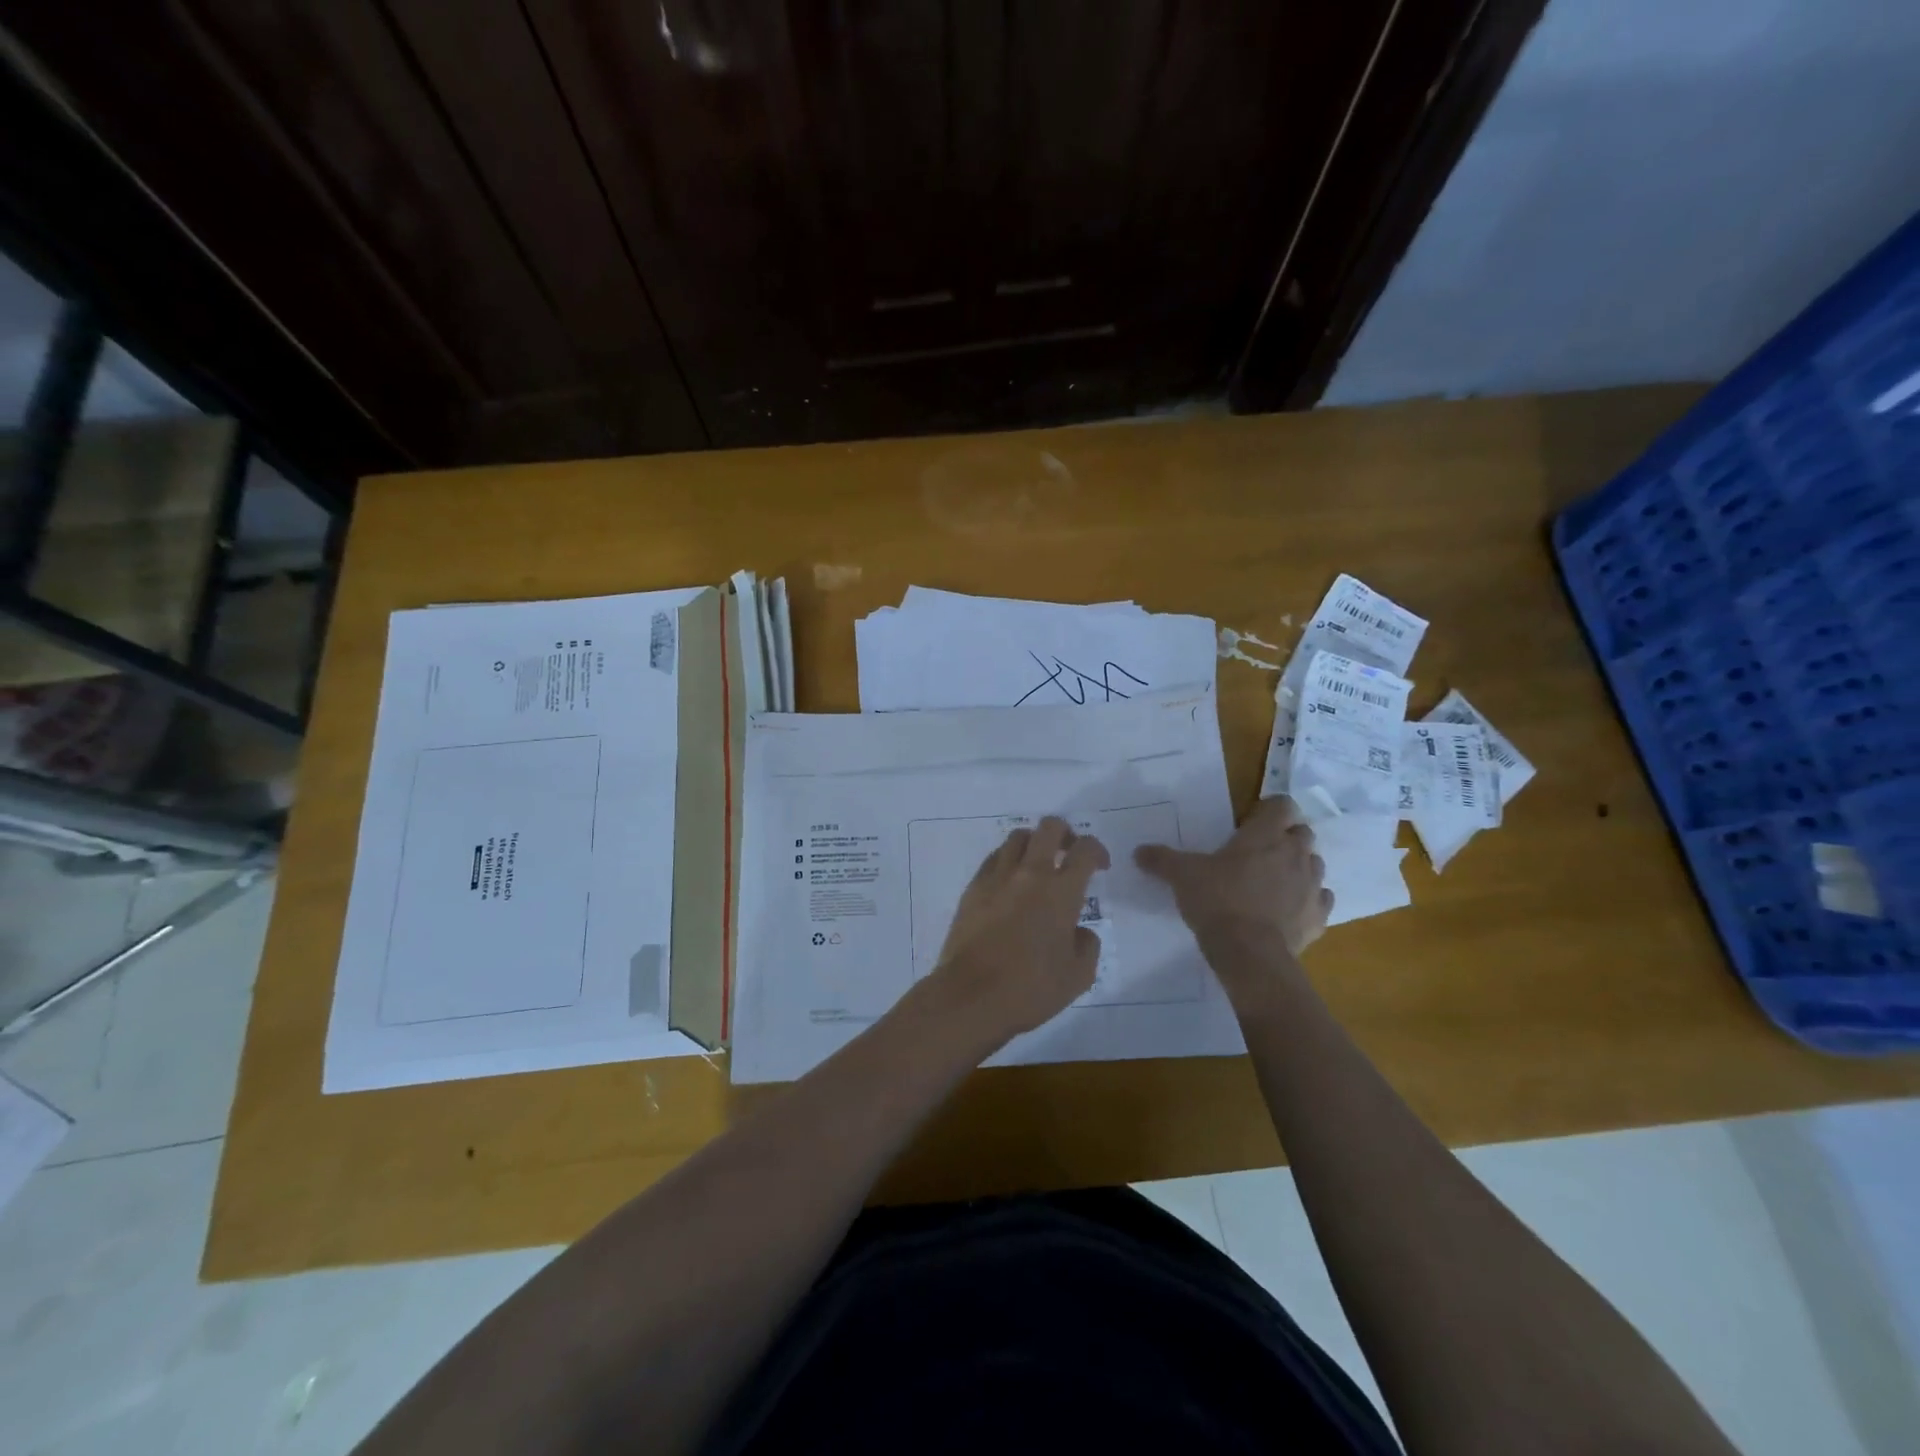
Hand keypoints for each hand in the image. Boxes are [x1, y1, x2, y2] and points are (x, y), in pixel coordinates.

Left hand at [925, 816, 1109, 1049]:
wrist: (971, 995)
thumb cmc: (1030, 988)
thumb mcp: (1078, 976)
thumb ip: (1087, 946)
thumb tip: (1080, 931)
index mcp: (1061, 892)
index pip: (1084, 850)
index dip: (1097, 850)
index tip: (1100, 865)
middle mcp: (1030, 874)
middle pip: (1049, 828)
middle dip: (1065, 833)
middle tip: (1069, 852)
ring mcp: (998, 877)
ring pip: (1018, 837)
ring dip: (1034, 843)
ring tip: (1038, 864)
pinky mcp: (973, 887)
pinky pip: (994, 858)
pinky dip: (1008, 860)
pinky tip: (1011, 881)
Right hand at [1135, 797, 1331, 985]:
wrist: (1249, 954)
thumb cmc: (1217, 901)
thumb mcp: (1181, 876)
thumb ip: (1161, 860)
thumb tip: (1139, 852)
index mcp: (1265, 835)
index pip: (1283, 805)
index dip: (1270, 809)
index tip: (1250, 822)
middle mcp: (1295, 854)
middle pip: (1303, 833)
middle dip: (1286, 837)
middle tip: (1259, 851)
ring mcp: (1312, 886)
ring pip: (1315, 864)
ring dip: (1299, 867)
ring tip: (1274, 880)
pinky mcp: (1319, 917)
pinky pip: (1320, 899)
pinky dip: (1308, 900)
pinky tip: (1288, 909)